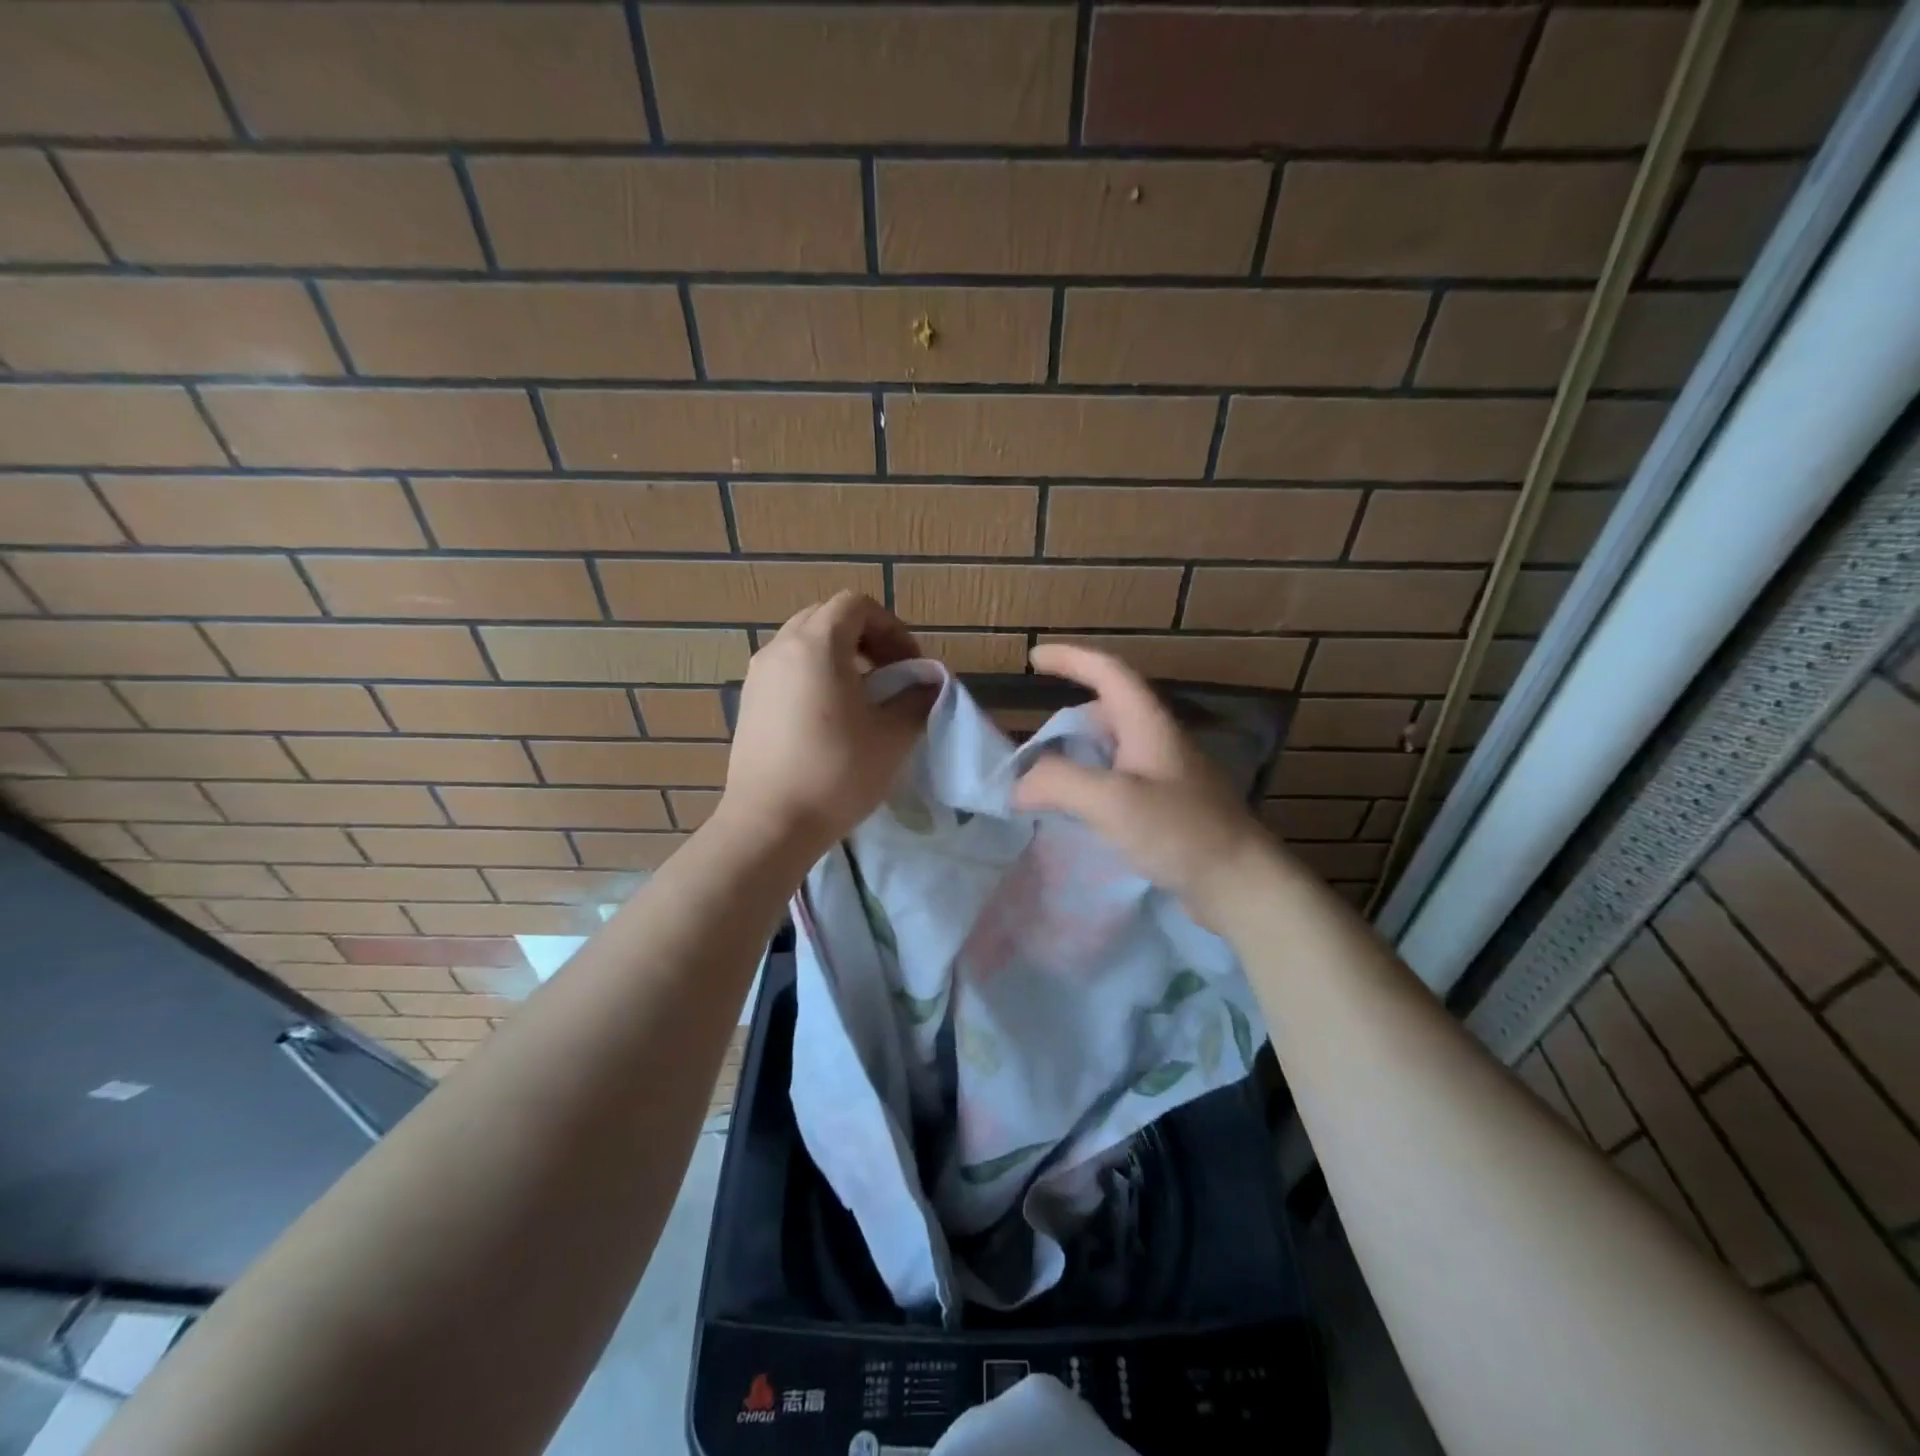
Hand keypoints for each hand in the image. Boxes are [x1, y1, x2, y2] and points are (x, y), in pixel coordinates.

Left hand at [715, 593, 935, 863]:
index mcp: (816, 644)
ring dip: (838, 656)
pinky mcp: (748, 702)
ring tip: (861, 697)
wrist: (769, 823)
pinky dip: (813, 675)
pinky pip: (786, 669)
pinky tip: (829, 718)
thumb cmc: (836, 773)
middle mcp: (780, 648)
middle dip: (865, 637)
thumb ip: (917, 698)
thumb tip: (928, 683)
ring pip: (803, 643)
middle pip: (827, 618)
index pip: (857, 605)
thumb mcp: (893, 736)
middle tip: (889, 674)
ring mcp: (758, 675)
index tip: (908, 665)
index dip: (891, 627)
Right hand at [1013, 644, 1274, 930]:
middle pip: (1108, 711)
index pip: (1107, 672)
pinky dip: (1092, 785)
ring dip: (1078, 755)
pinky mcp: (1169, 807)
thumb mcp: (1112, 800)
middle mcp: (1159, 741)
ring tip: (1047, 780)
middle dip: (1067, 719)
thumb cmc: (1179, 831)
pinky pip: (1120, 781)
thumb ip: (1058, 782)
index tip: (1034, 658)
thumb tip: (1019, 784)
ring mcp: (1167, 775)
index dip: (1070, 658)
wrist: (1239, 883)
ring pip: (1112, 749)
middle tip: (1034, 744)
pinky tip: (1079, 812)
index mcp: (1148, 724)